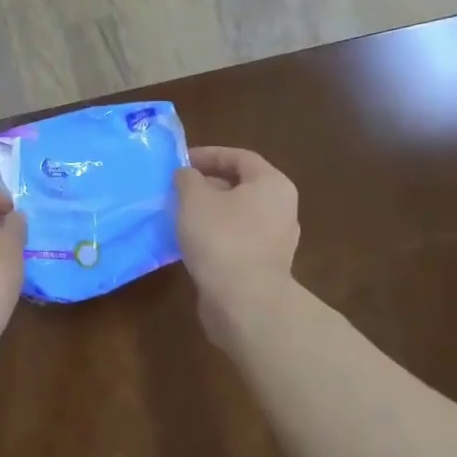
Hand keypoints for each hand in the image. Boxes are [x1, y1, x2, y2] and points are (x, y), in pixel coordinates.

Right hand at [174, 147, 299, 325]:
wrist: (245, 301)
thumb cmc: (221, 238)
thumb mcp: (194, 199)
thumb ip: (188, 179)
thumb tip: (187, 175)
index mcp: (272, 184)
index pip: (239, 157)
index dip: (208, 155)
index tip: (180, 162)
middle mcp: (281, 209)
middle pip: (240, 186)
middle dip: (206, 185)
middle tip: (175, 190)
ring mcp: (275, 241)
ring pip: (236, 215)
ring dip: (208, 213)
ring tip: (178, 216)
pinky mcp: (263, 266)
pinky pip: (236, 241)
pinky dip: (214, 236)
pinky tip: (190, 244)